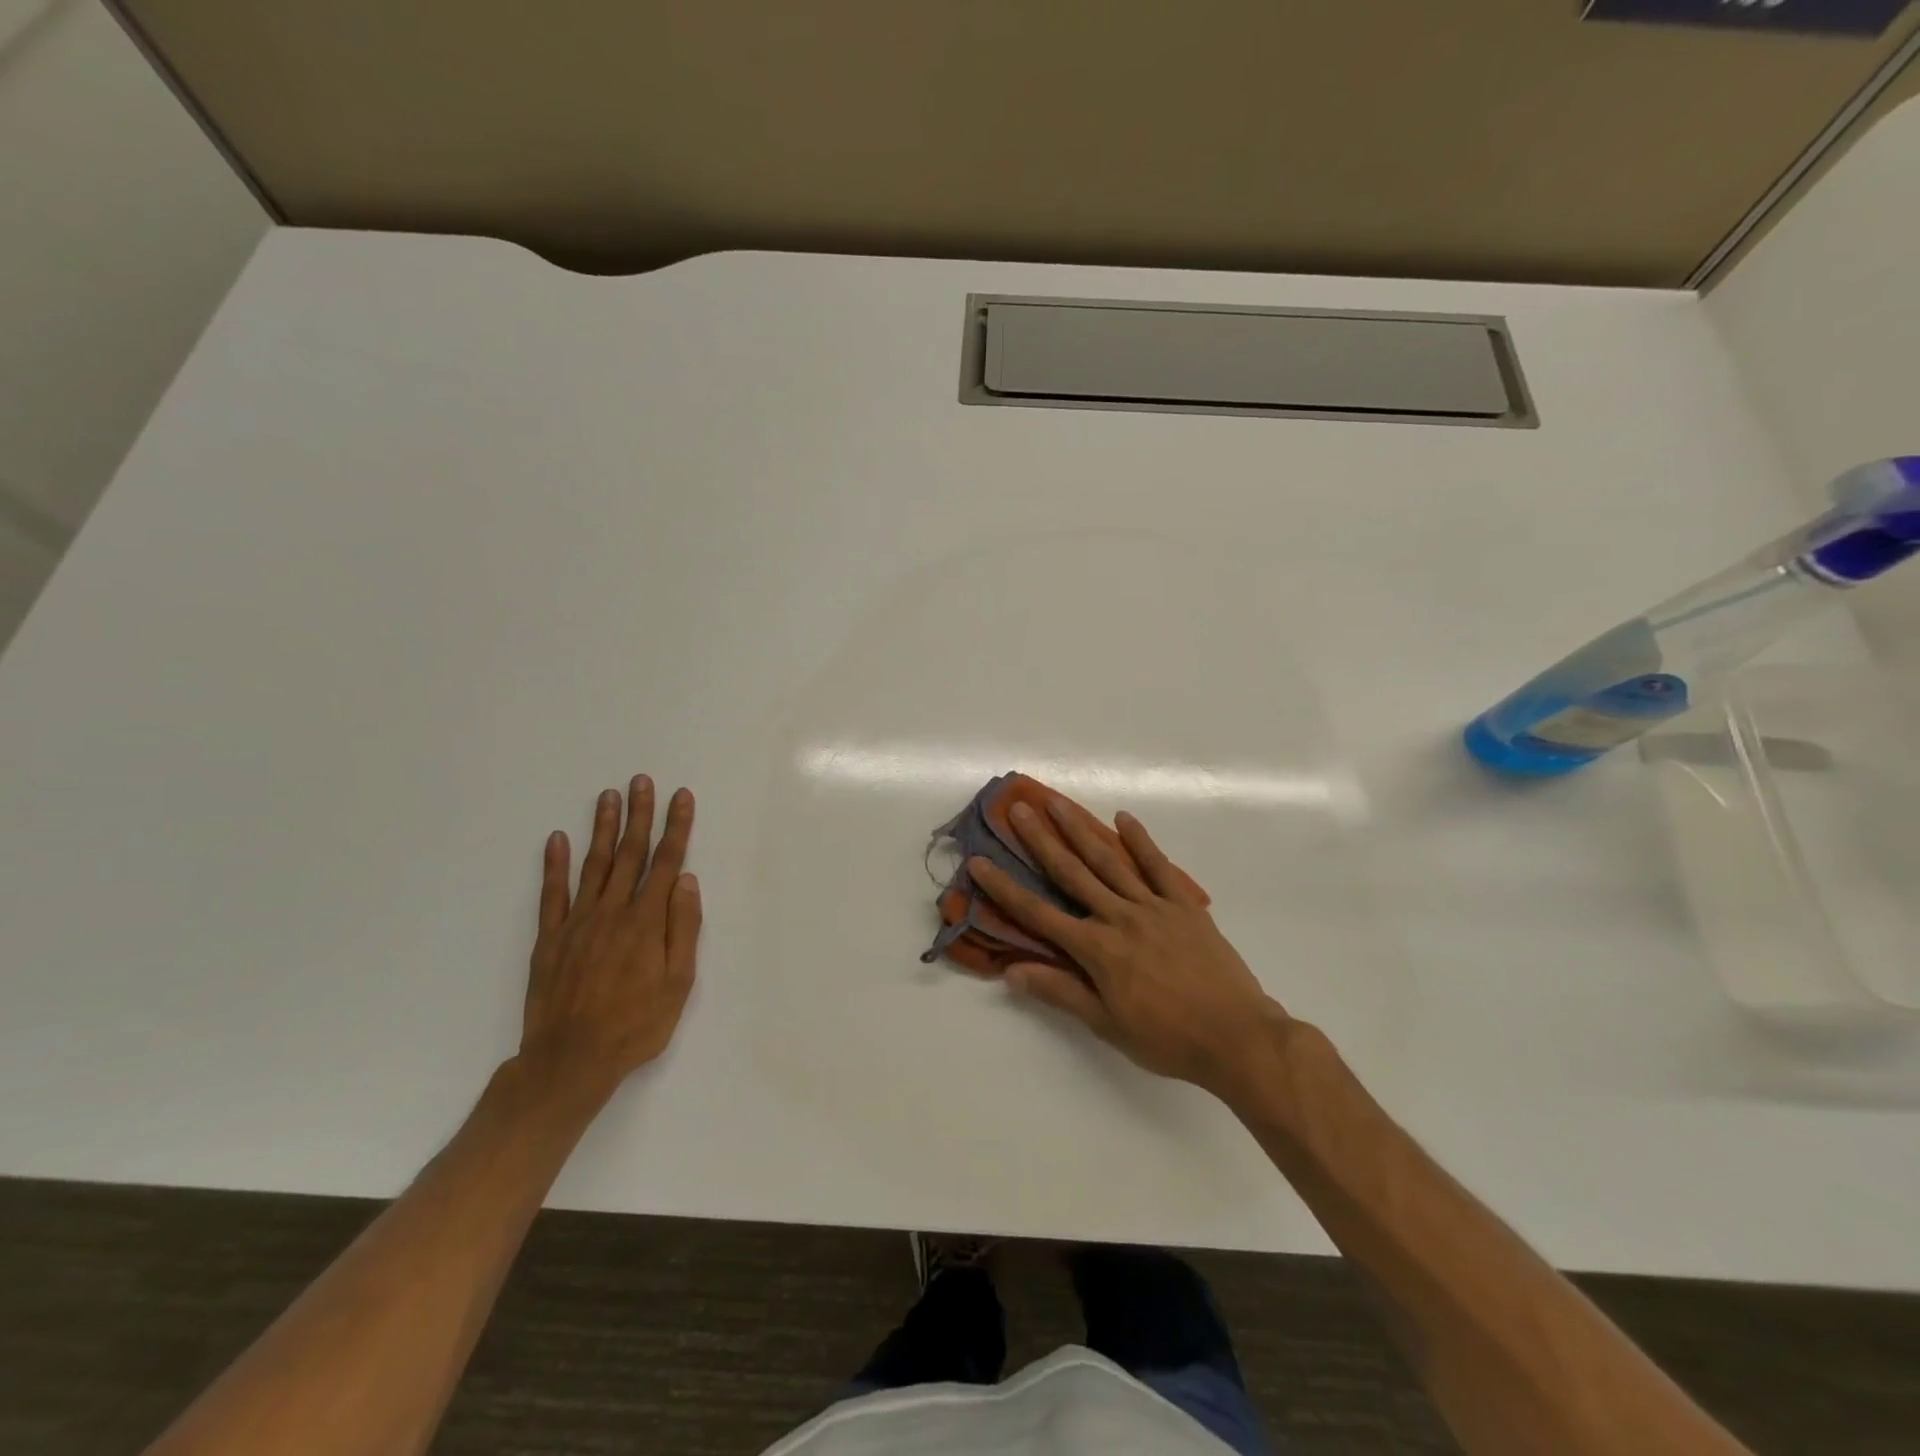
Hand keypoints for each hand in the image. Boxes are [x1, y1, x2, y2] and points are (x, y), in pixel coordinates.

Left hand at [518, 775, 700, 1101]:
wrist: (570, 1061)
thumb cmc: (635, 1025)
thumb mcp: (678, 983)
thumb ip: (682, 929)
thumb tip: (686, 881)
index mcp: (646, 922)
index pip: (666, 863)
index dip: (676, 827)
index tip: (681, 797)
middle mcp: (612, 912)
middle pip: (630, 854)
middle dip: (639, 815)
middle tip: (641, 781)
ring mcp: (577, 922)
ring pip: (593, 865)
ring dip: (603, 829)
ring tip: (608, 797)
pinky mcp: (550, 938)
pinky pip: (551, 894)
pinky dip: (553, 865)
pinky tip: (556, 839)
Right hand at [967, 800, 1287, 1097]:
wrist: (1237, 1037)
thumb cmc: (1167, 1039)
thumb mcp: (1107, 1024)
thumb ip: (1060, 992)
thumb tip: (1012, 971)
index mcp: (1096, 949)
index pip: (1038, 914)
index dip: (1005, 888)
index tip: (980, 862)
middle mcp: (1118, 917)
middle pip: (1071, 873)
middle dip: (1040, 840)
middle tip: (1018, 808)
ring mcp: (1153, 906)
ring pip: (1109, 861)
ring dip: (1080, 830)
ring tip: (1058, 803)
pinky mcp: (1184, 905)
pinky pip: (1159, 866)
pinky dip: (1141, 841)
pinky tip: (1124, 819)